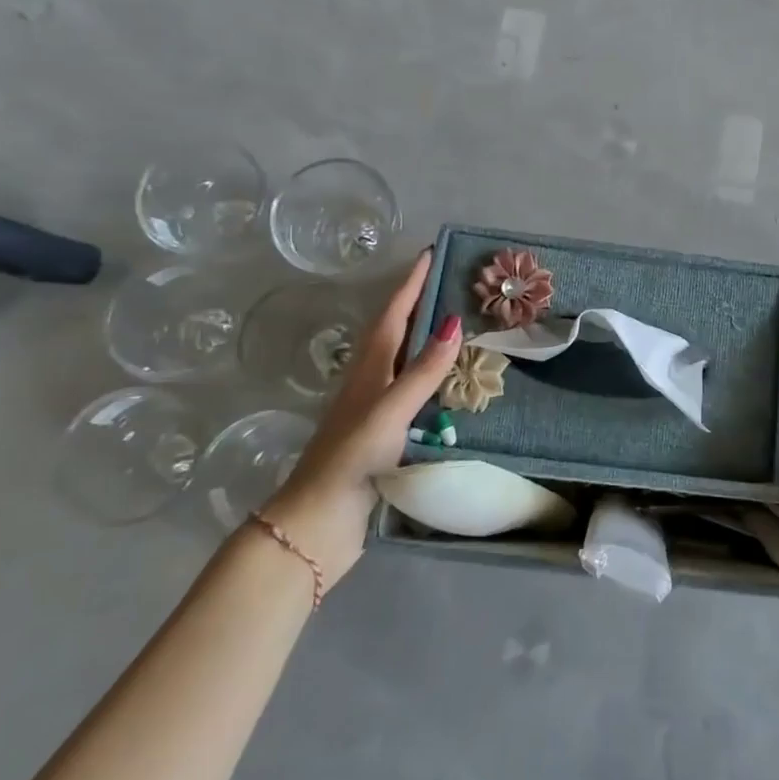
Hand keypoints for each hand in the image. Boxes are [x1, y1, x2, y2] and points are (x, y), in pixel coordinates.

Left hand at [258, 249, 462, 591]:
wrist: (317, 524)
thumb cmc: (350, 460)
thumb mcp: (389, 411)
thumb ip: (421, 371)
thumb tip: (454, 322)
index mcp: (368, 371)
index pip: (393, 315)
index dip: (411, 284)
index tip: (430, 255)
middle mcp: (370, 384)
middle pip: (396, 333)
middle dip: (420, 305)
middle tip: (454, 285)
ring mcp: (376, 412)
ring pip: (405, 364)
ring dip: (428, 342)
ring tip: (462, 327)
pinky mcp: (385, 438)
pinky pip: (415, 396)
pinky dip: (434, 382)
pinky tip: (454, 390)